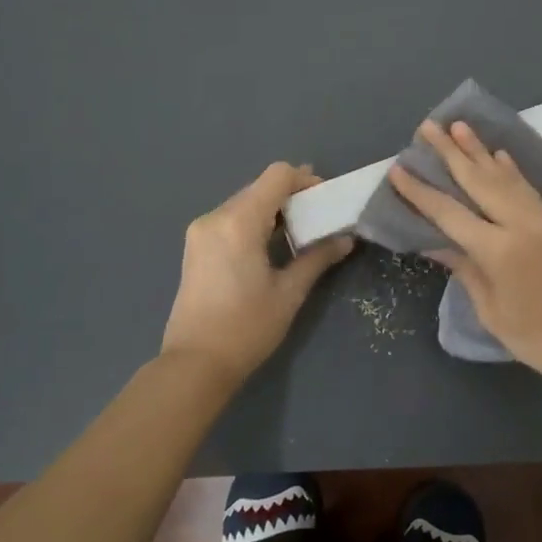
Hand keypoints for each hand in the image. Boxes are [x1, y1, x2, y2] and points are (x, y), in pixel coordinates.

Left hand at [161, 163, 353, 383]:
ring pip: (245, 202)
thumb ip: (318, 258)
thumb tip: (346, 239)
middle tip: (319, 216)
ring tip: (299, 232)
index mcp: (239, 221)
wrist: (194, 365)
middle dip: (292, 195)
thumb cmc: (246, 328)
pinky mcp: (196, 247)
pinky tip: (271, 244)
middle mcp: (216, 217)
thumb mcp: (289, 293)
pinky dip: (255, 221)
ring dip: (273, 209)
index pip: (277, 176)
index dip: (305, 180)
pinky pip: (231, 218)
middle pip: (260, 187)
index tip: (325, 199)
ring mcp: (201, 231)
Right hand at [387, 121, 541, 388]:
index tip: (398, 169)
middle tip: (428, 127)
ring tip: (459, 126)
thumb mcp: (493, 312)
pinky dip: (511, 169)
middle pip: (478, 180)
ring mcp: (541, 219)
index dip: (421, 192)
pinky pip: (527, 188)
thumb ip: (466, 271)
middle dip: (450, 152)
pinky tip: (499, 155)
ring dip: (479, 150)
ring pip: (504, 176)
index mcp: (498, 250)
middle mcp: (519, 224)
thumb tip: (437, 244)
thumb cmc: (540, 338)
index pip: (449, 213)